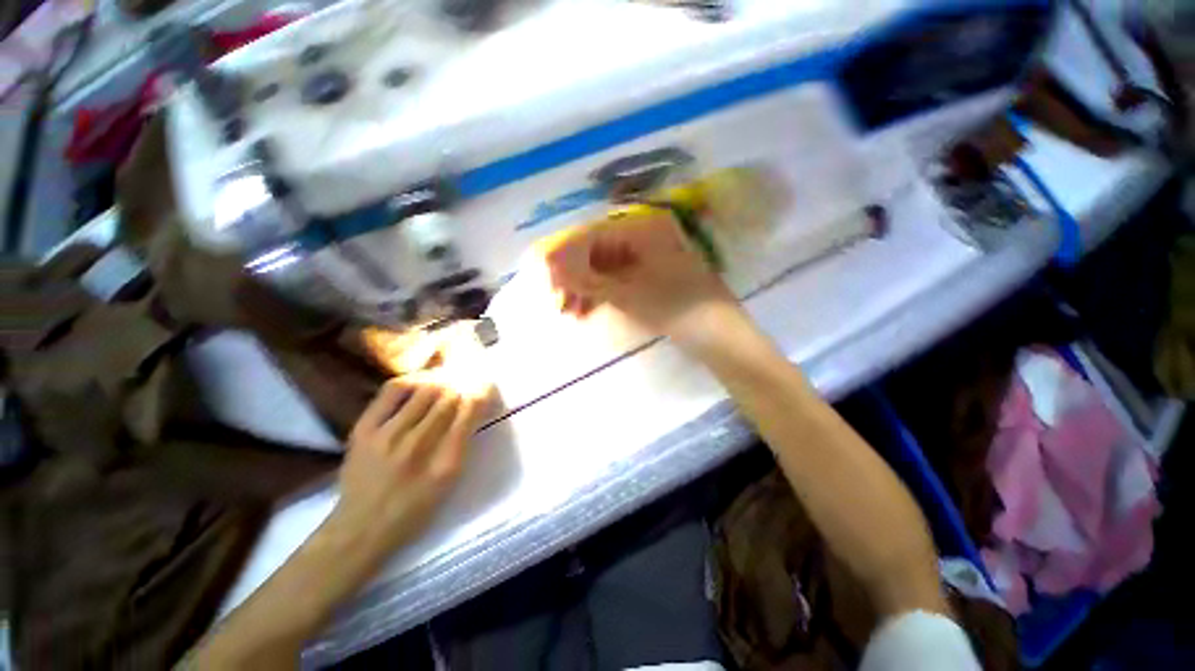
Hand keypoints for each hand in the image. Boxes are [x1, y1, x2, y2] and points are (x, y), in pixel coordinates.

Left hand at [330, 377, 485, 552]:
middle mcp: (417, 445)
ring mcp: (386, 435)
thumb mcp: (450, 481)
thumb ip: (464, 442)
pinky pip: (393, 390)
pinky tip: (422, 381)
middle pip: (449, 397)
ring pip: (425, 390)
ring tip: (449, 381)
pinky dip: (414, 379)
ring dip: (443, 381)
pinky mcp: (364, 429)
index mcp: (445, 463)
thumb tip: (475, 405)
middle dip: (465, 385)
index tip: (488, 387)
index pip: (470, 411)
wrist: (361, 528)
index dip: (482, 392)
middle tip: (469, 383)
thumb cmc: (415, 509)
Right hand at [540, 206, 739, 343]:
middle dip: (576, 278)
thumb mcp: (627, 294)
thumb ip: (587, 280)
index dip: (567, 257)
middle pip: (599, 253)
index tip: (547, 279)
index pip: (592, 237)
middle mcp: (644, 237)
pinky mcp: (652, 277)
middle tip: (559, 302)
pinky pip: (620, 281)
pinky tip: (588, 310)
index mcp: (642, 230)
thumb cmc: (675, 308)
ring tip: (571, 312)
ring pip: (607, 269)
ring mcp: (649, 258)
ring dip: (587, 289)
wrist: (719, 335)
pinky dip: (603, 295)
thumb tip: (549, 267)